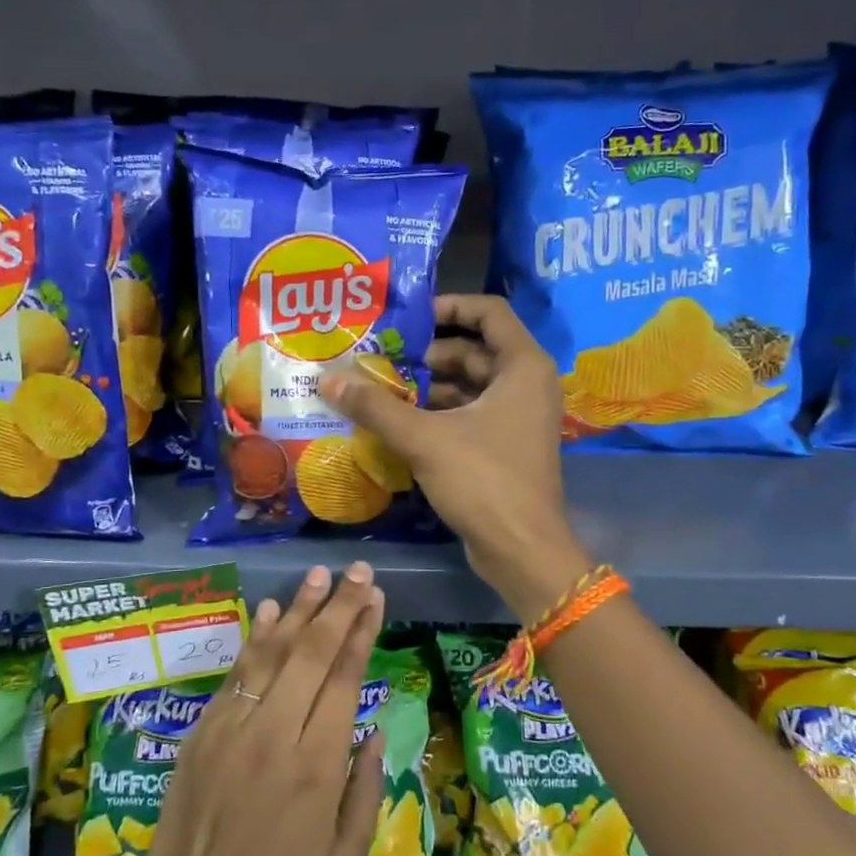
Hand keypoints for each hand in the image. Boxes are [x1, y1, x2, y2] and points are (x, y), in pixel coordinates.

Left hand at [131, 563, 386, 855]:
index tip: (375, 598)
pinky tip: (273, 610)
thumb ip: (365, 790)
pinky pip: (236, 672)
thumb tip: (375, 732)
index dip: (361, 632)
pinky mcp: (204, 730)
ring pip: (272, 653)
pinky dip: (257, 637)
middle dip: (338, 606)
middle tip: (357, 572)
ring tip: (320, 576)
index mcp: (317, 766)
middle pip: (312, 653)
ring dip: (299, 609)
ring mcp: (234, 726)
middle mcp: (276, 734)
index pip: (344, 679)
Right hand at [321, 294, 592, 617]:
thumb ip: (376, 407)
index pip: (487, 312)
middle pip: (473, 351)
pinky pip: (470, 414)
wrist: (522, 549)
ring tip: (380, 390)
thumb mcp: (424, 438)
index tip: (407, 318)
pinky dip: (438, 414)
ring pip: (470, 386)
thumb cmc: (483, 481)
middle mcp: (527, 384)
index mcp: (522, 366)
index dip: (447, 306)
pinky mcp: (507, 446)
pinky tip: (399, 422)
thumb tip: (328, 379)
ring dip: (428, 387)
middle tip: (380, 359)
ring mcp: (519, 417)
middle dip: (427, 355)